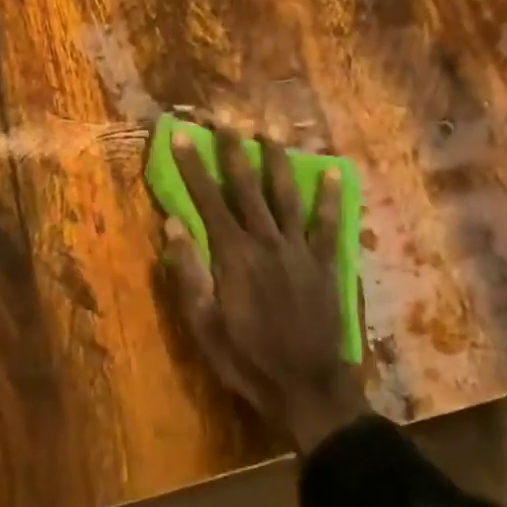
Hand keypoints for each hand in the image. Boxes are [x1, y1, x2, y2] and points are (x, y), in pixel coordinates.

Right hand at [165, 123, 367, 453]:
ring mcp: (299, 250)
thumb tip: (173, 225)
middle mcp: (266, 242)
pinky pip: (328, 224)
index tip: (183, 136)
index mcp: (232, 256)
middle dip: (234, 150)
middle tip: (226, 119)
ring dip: (277, 161)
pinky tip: (333, 173)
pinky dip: (331, 198)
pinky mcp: (324, 263)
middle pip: (246, 187)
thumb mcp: (204, 324)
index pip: (207, 201)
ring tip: (269, 132)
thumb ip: (189, 274)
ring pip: (285, 195)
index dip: (194, 167)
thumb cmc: (247, 359)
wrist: (307, 387)